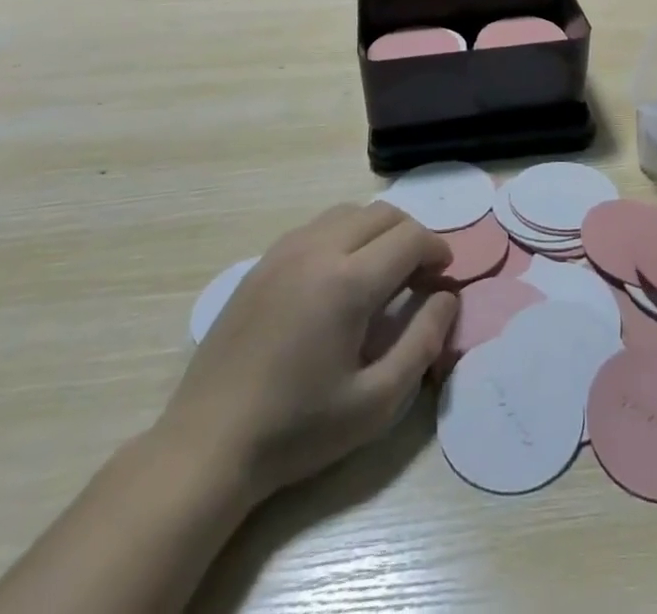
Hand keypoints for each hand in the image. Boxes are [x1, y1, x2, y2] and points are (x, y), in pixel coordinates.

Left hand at [157, 203, 456, 499]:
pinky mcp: (263, 261)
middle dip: (411, 235)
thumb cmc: (298, 430)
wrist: (209, 444)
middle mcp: (318, 249)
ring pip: (349, 213)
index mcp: (348, 282)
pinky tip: (338, 277)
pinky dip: (343, 236)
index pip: (411, 237)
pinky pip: (317, 226)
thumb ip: (423, 342)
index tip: (444, 277)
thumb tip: (447, 296)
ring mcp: (285, 250)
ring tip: (381, 273)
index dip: (437, 250)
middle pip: (383, 214)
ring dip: (377, 231)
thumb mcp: (375, 402)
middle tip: (418, 275)